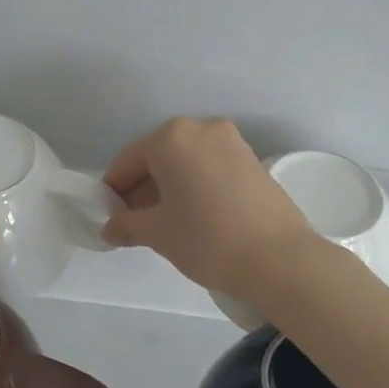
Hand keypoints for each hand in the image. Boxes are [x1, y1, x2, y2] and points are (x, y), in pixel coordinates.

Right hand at [100, 117, 314, 302]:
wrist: (279, 258)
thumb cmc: (206, 238)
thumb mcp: (158, 233)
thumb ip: (127, 225)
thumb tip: (111, 228)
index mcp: (171, 137)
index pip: (129, 160)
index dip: (114, 190)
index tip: (109, 217)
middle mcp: (202, 128)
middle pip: (159, 157)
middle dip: (142, 188)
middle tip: (134, 223)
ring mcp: (232, 142)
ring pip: (186, 162)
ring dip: (169, 187)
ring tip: (164, 223)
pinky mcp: (253, 160)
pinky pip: (210, 167)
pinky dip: (195, 185)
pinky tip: (194, 216)